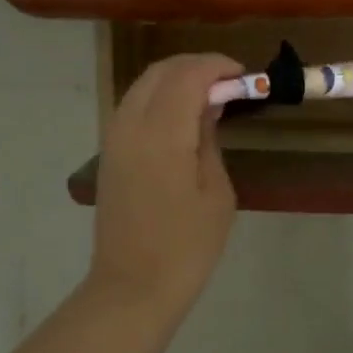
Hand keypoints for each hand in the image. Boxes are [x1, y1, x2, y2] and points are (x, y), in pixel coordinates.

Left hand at [87, 53, 241, 328]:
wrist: (133, 286)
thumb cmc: (187, 246)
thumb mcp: (216, 192)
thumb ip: (209, 137)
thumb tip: (210, 104)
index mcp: (162, 134)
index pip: (187, 75)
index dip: (217, 66)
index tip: (243, 74)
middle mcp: (131, 124)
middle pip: (161, 71)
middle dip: (196, 66)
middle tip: (229, 82)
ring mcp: (114, 137)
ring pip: (144, 84)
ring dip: (176, 79)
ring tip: (209, 95)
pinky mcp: (109, 151)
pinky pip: (134, 105)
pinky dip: (159, 97)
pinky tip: (182, 115)